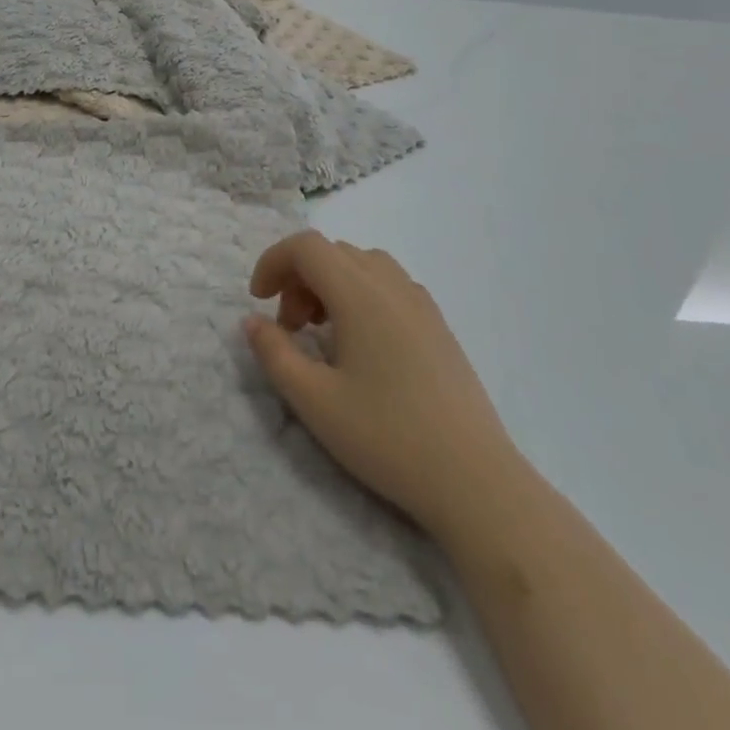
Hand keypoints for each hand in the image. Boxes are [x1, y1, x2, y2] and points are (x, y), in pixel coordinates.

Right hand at [243, 233, 525, 539]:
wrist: (476, 482)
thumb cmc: (387, 437)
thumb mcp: (313, 400)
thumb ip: (274, 353)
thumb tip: (253, 321)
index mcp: (359, 294)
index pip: (306, 247)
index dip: (273, 262)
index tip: (258, 301)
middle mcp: (392, 285)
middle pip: (333, 252)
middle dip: (298, 278)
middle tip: (289, 328)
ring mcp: (421, 304)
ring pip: (363, 265)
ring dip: (330, 284)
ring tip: (322, 332)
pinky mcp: (439, 326)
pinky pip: (389, 285)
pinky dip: (360, 294)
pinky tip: (361, 344)